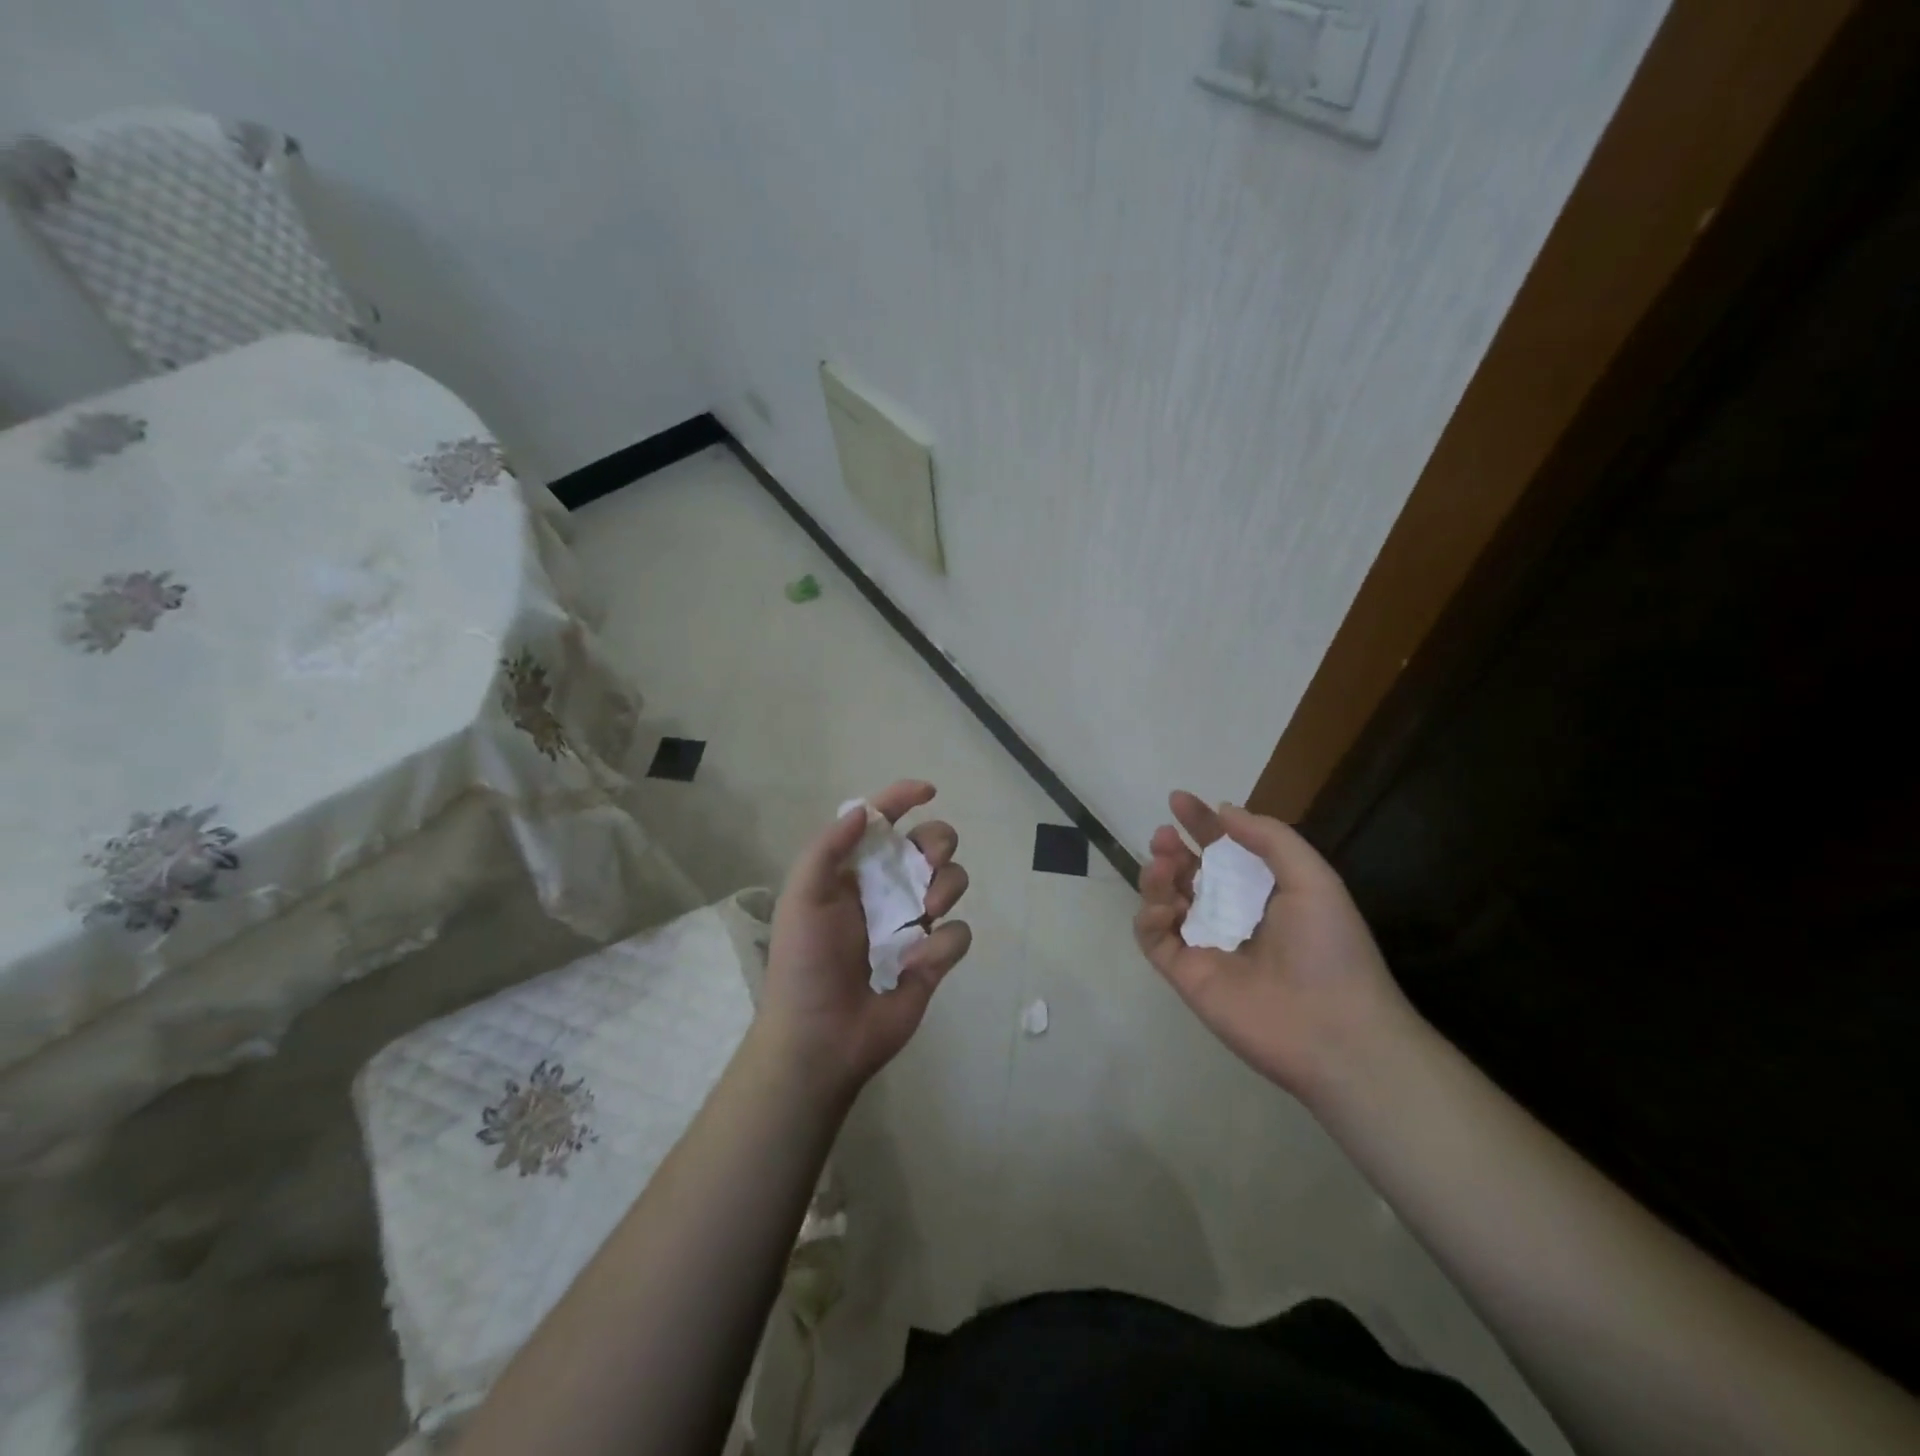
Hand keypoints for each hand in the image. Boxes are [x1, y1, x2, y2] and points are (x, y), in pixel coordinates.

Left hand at [759, 780, 972, 1100]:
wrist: (820, 1037)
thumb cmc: (804, 964)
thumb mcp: (802, 898)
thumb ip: (828, 849)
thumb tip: (863, 810)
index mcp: (856, 873)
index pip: (883, 824)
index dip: (903, 799)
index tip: (928, 791)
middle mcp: (889, 891)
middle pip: (931, 845)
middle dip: (938, 843)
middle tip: (927, 862)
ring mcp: (915, 925)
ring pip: (954, 881)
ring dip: (946, 886)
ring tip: (925, 911)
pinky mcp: (934, 959)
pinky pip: (959, 933)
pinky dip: (943, 943)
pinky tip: (918, 962)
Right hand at [1134, 791, 1411, 1103]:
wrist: (1335, 1031)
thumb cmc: (1330, 948)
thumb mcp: (1313, 879)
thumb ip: (1270, 839)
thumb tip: (1224, 810)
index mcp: (1262, 892)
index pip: (1222, 850)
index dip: (1201, 823)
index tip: (1179, 799)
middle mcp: (1230, 914)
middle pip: (1187, 872)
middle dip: (1171, 849)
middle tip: (1163, 836)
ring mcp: (1205, 945)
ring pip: (1164, 900)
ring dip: (1156, 876)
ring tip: (1162, 865)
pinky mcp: (1185, 974)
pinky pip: (1153, 938)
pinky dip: (1149, 917)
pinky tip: (1165, 907)